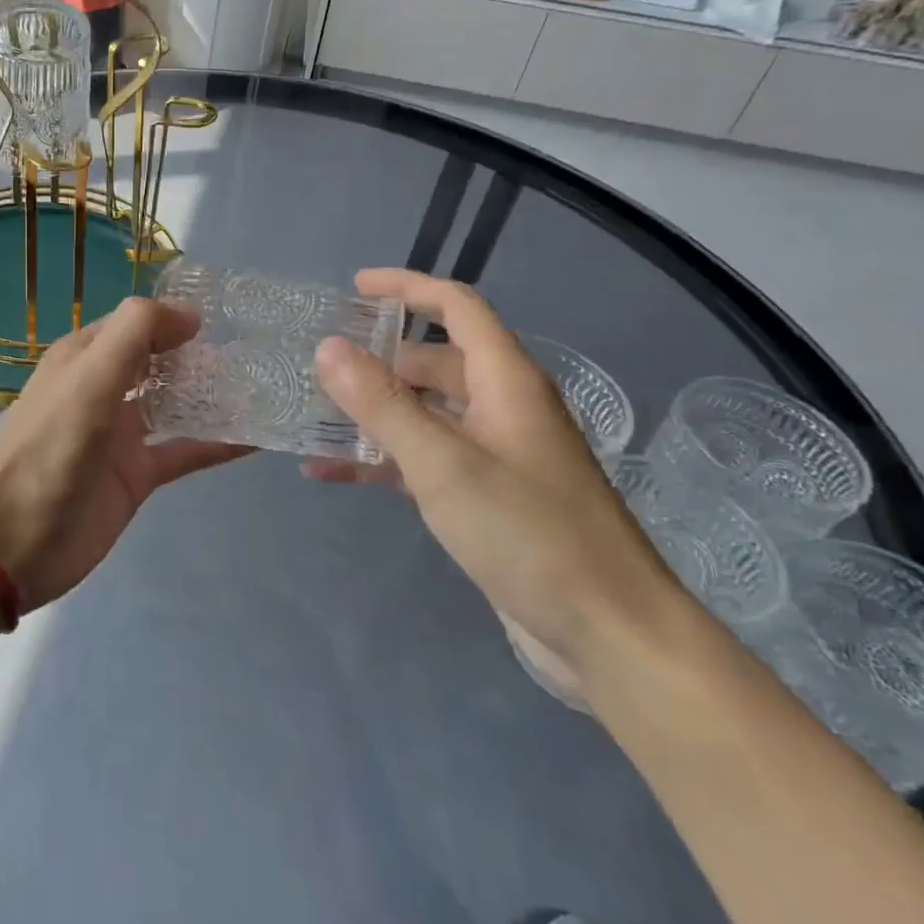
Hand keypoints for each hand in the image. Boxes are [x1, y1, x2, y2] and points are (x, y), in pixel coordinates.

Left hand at [0, 297, 247, 611]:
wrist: (16, 541)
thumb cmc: (51, 447)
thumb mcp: (90, 377)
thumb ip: (135, 333)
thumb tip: (190, 313)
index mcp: (84, 358)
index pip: (135, 323)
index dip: (175, 317)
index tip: (227, 318)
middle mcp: (104, 389)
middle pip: (159, 362)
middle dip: (200, 355)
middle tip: (256, 350)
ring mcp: (121, 434)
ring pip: (175, 404)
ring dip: (212, 395)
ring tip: (265, 385)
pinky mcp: (136, 475)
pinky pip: (184, 450)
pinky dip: (216, 443)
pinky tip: (256, 437)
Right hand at [309, 269, 684, 687]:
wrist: (608, 635)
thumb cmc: (529, 535)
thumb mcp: (442, 463)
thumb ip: (381, 404)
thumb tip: (329, 347)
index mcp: (506, 381)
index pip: (457, 308)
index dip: (408, 287)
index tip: (355, 287)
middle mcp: (504, 407)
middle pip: (435, 361)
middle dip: (378, 359)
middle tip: (319, 365)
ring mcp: (496, 454)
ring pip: (426, 413)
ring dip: (374, 412)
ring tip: (314, 413)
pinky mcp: (487, 497)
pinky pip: (426, 460)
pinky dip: (383, 460)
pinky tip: (331, 473)